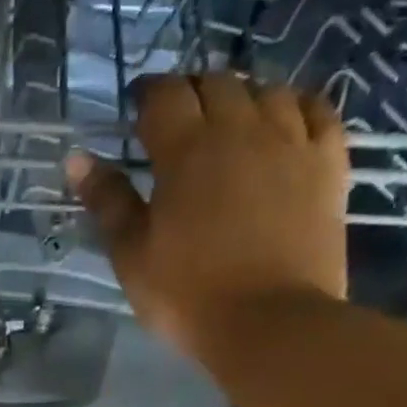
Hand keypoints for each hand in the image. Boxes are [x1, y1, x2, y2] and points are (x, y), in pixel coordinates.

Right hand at [66, 72, 348, 357]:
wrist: (271, 323)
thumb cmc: (187, 294)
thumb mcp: (131, 255)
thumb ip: (107, 202)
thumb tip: (78, 158)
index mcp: (186, 150)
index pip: (164, 95)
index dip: (147, 95)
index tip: (136, 110)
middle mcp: (241, 129)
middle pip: (216, 83)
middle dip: (191, 92)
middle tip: (177, 121)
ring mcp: (292, 142)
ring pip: (268, 90)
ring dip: (242, 97)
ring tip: (229, 123)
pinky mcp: (328, 164)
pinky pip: (317, 112)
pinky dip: (296, 107)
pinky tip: (285, 123)